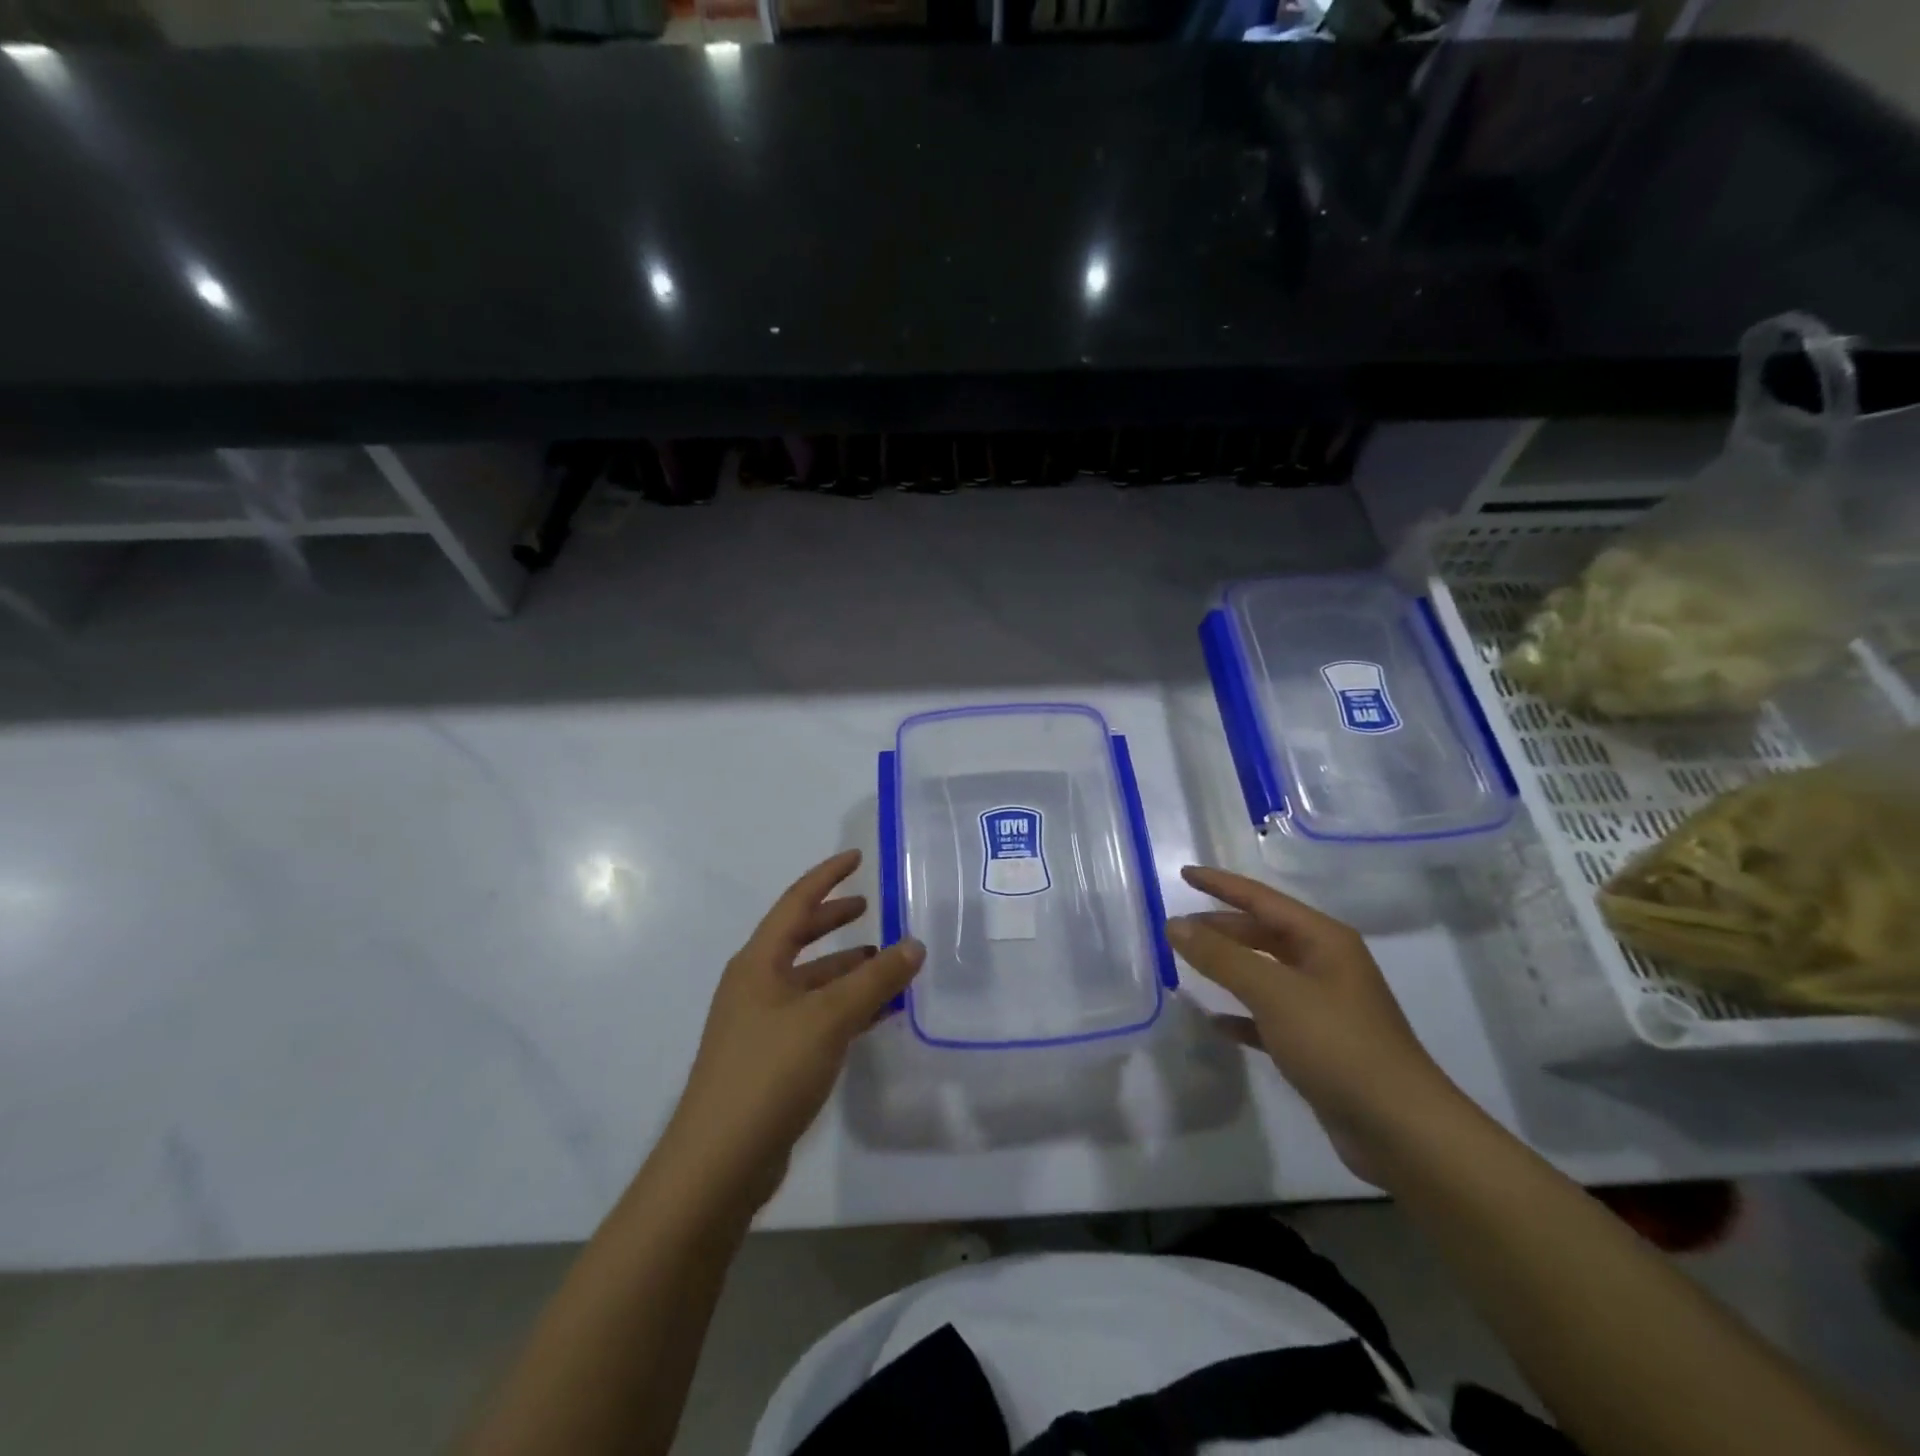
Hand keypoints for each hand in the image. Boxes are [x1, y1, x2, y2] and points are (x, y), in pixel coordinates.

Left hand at [663, 850, 923, 1209]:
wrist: (719, 1163)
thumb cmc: (769, 1072)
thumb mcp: (828, 1018)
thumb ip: (874, 980)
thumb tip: (914, 944)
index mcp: (758, 963)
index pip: (796, 903)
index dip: (827, 877)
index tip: (857, 857)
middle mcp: (756, 986)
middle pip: (800, 939)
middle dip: (835, 921)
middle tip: (871, 907)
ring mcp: (761, 1025)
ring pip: (811, 982)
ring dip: (847, 970)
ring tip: (887, 964)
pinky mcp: (771, 1061)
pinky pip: (815, 1017)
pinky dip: (845, 1008)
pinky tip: (875, 1016)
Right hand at [1166, 864, 1466, 1182]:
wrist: (1400, 1129)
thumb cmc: (1337, 1044)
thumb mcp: (1273, 993)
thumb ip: (1221, 956)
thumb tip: (1174, 923)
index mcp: (1323, 940)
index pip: (1261, 899)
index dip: (1221, 884)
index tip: (1184, 872)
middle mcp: (1325, 965)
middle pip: (1262, 934)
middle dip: (1220, 927)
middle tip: (1176, 928)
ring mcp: (1324, 1006)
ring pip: (1264, 973)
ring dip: (1227, 967)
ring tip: (1187, 964)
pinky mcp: (1318, 1045)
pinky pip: (1269, 1016)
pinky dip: (1242, 1014)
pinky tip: (1216, 1022)